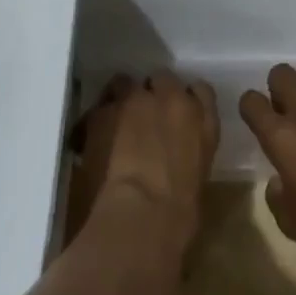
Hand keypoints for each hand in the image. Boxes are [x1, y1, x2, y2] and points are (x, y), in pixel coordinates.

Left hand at [74, 71, 218, 257]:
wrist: (141, 216)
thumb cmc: (179, 215)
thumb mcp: (196, 177)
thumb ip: (187, 152)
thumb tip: (173, 156)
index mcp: (203, 120)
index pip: (201, 91)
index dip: (187, 98)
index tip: (178, 112)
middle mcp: (172, 99)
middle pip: (163, 78)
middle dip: (154, 93)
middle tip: (144, 118)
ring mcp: (135, 100)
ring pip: (126, 82)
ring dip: (123, 97)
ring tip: (115, 121)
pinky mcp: (103, 111)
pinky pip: (99, 106)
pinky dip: (97, 118)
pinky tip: (92, 137)